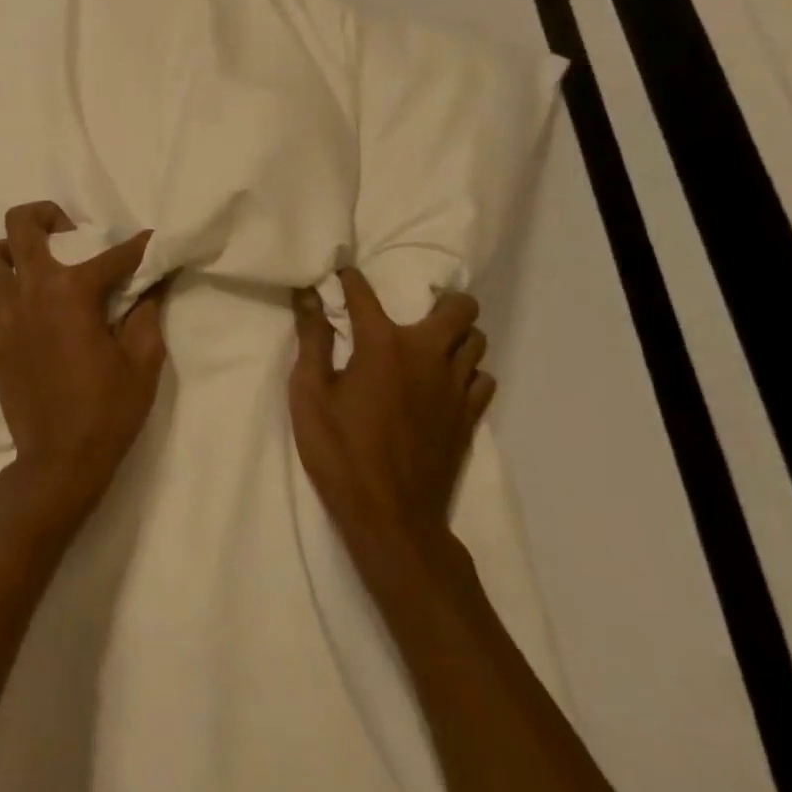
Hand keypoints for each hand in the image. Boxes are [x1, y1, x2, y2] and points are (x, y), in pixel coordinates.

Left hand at [0, 202, 169, 525]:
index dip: (139, 246)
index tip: (151, 242)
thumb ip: (148, 312)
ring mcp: (4, 314)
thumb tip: (153, 282)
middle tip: (69, 232)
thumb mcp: (144, 361)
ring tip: (34, 266)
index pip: (114, 254)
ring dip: (10, 251)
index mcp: (74, 292)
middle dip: (47, 214)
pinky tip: (6, 304)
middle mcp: (33, 290)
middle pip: (22, 225)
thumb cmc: (109, 411)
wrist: (61, 462)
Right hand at [288, 269, 494, 572]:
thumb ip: (312, 340)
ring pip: (477, 341)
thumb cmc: (340, 452)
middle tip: (413, 310)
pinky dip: (467, 372)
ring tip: (431, 345)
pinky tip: (444, 384)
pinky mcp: (470, 417)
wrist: (391, 518)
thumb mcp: (310, 394)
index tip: (341, 273)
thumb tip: (308, 295)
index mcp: (383, 344)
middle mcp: (428, 355)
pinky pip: (483, 379)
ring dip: (456, 335)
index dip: (349, 279)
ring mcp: (456, 387)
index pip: (364, 293)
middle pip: (459, 308)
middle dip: (440, 300)